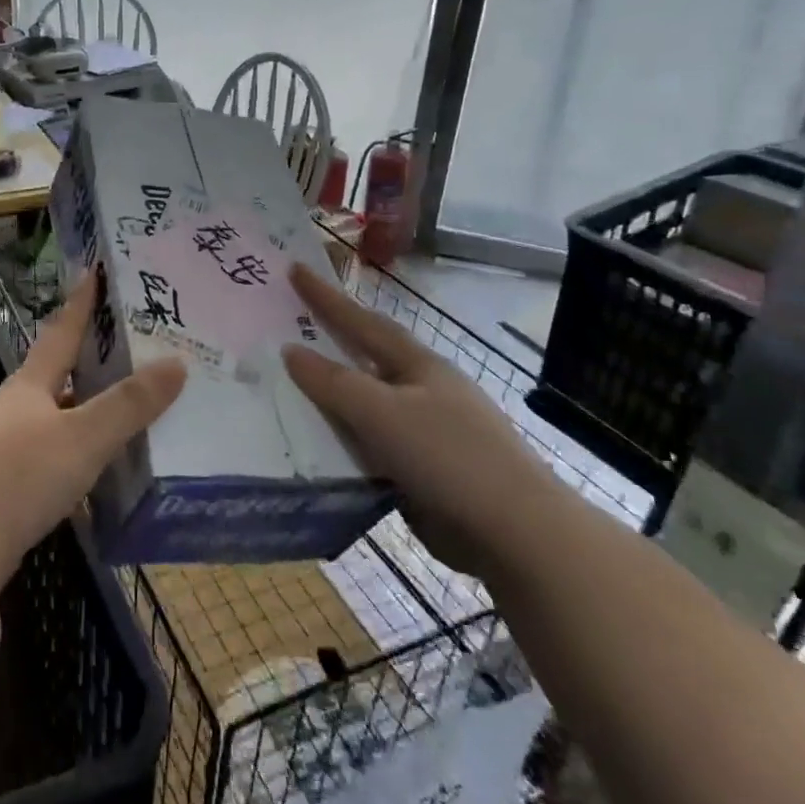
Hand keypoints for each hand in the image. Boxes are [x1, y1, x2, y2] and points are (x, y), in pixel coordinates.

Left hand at [0, 274, 185, 587]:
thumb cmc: (22, 475)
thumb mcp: (84, 437)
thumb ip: (129, 404)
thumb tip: (177, 362)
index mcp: (32, 382)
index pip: (63, 329)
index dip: (81, 301)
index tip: (94, 270)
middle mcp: (19, 403)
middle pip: (60, 368)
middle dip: (93, 352)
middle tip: (133, 340)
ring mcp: (11, 440)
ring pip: (60, 409)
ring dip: (89, 400)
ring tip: (128, 398)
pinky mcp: (11, 475)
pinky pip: (57, 445)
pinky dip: (82, 441)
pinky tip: (103, 457)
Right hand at [282, 263, 568, 579]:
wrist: (517, 534)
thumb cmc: (450, 458)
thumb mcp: (382, 413)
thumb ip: (334, 382)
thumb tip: (290, 350)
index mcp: (418, 365)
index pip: (362, 321)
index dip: (326, 296)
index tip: (295, 269)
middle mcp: (423, 391)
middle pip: (367, 358)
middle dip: (330, 341)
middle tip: (288, 327)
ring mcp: (427, 431)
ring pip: (366, 404)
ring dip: (332, 397)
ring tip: (287, 390)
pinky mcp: (425, 470)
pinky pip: (371, 443)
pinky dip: (344, 439)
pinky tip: (319, 447)